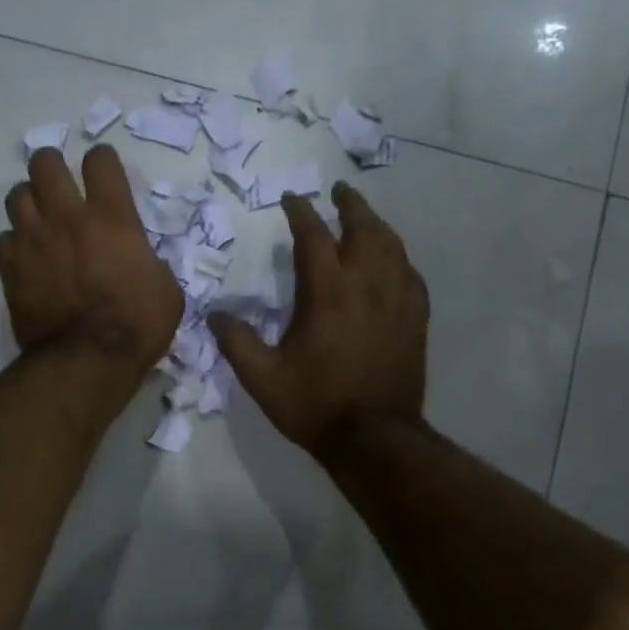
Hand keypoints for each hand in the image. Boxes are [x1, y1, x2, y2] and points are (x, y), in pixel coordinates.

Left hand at [0, 145, 182, 375]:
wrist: (88, 360)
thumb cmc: (137, 325)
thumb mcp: (166, 291)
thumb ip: (150, 263)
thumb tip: (140, 263)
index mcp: (112, 217)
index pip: (100, 160)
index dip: (102, 162)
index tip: (104, 176)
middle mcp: (67, 217)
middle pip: (45, 162)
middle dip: (53, 167)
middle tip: (62, 186)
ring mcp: (33, 240)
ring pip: (16, 194)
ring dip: (29, 201)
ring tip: (40, 219)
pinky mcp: (10, 268)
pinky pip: (3, 239)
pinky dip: (14, 243)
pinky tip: (25, 257)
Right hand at [209, 183, 427, 458]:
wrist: (373, 437)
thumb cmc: (314, 405)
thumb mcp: (262, 378)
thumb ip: (235, 342)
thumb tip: (212, 315)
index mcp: (327, 293)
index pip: (313, 236)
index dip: (300, 212)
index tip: (291, 199)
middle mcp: (366, 285)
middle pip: (363, 229)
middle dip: (350, 205)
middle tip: (339, 191)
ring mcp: (397, 301)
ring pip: (392, 246)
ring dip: (377, 225)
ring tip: (365, 218)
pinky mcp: (416, 319)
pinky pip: (411, 275)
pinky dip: (399, 258)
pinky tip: (394, 262)